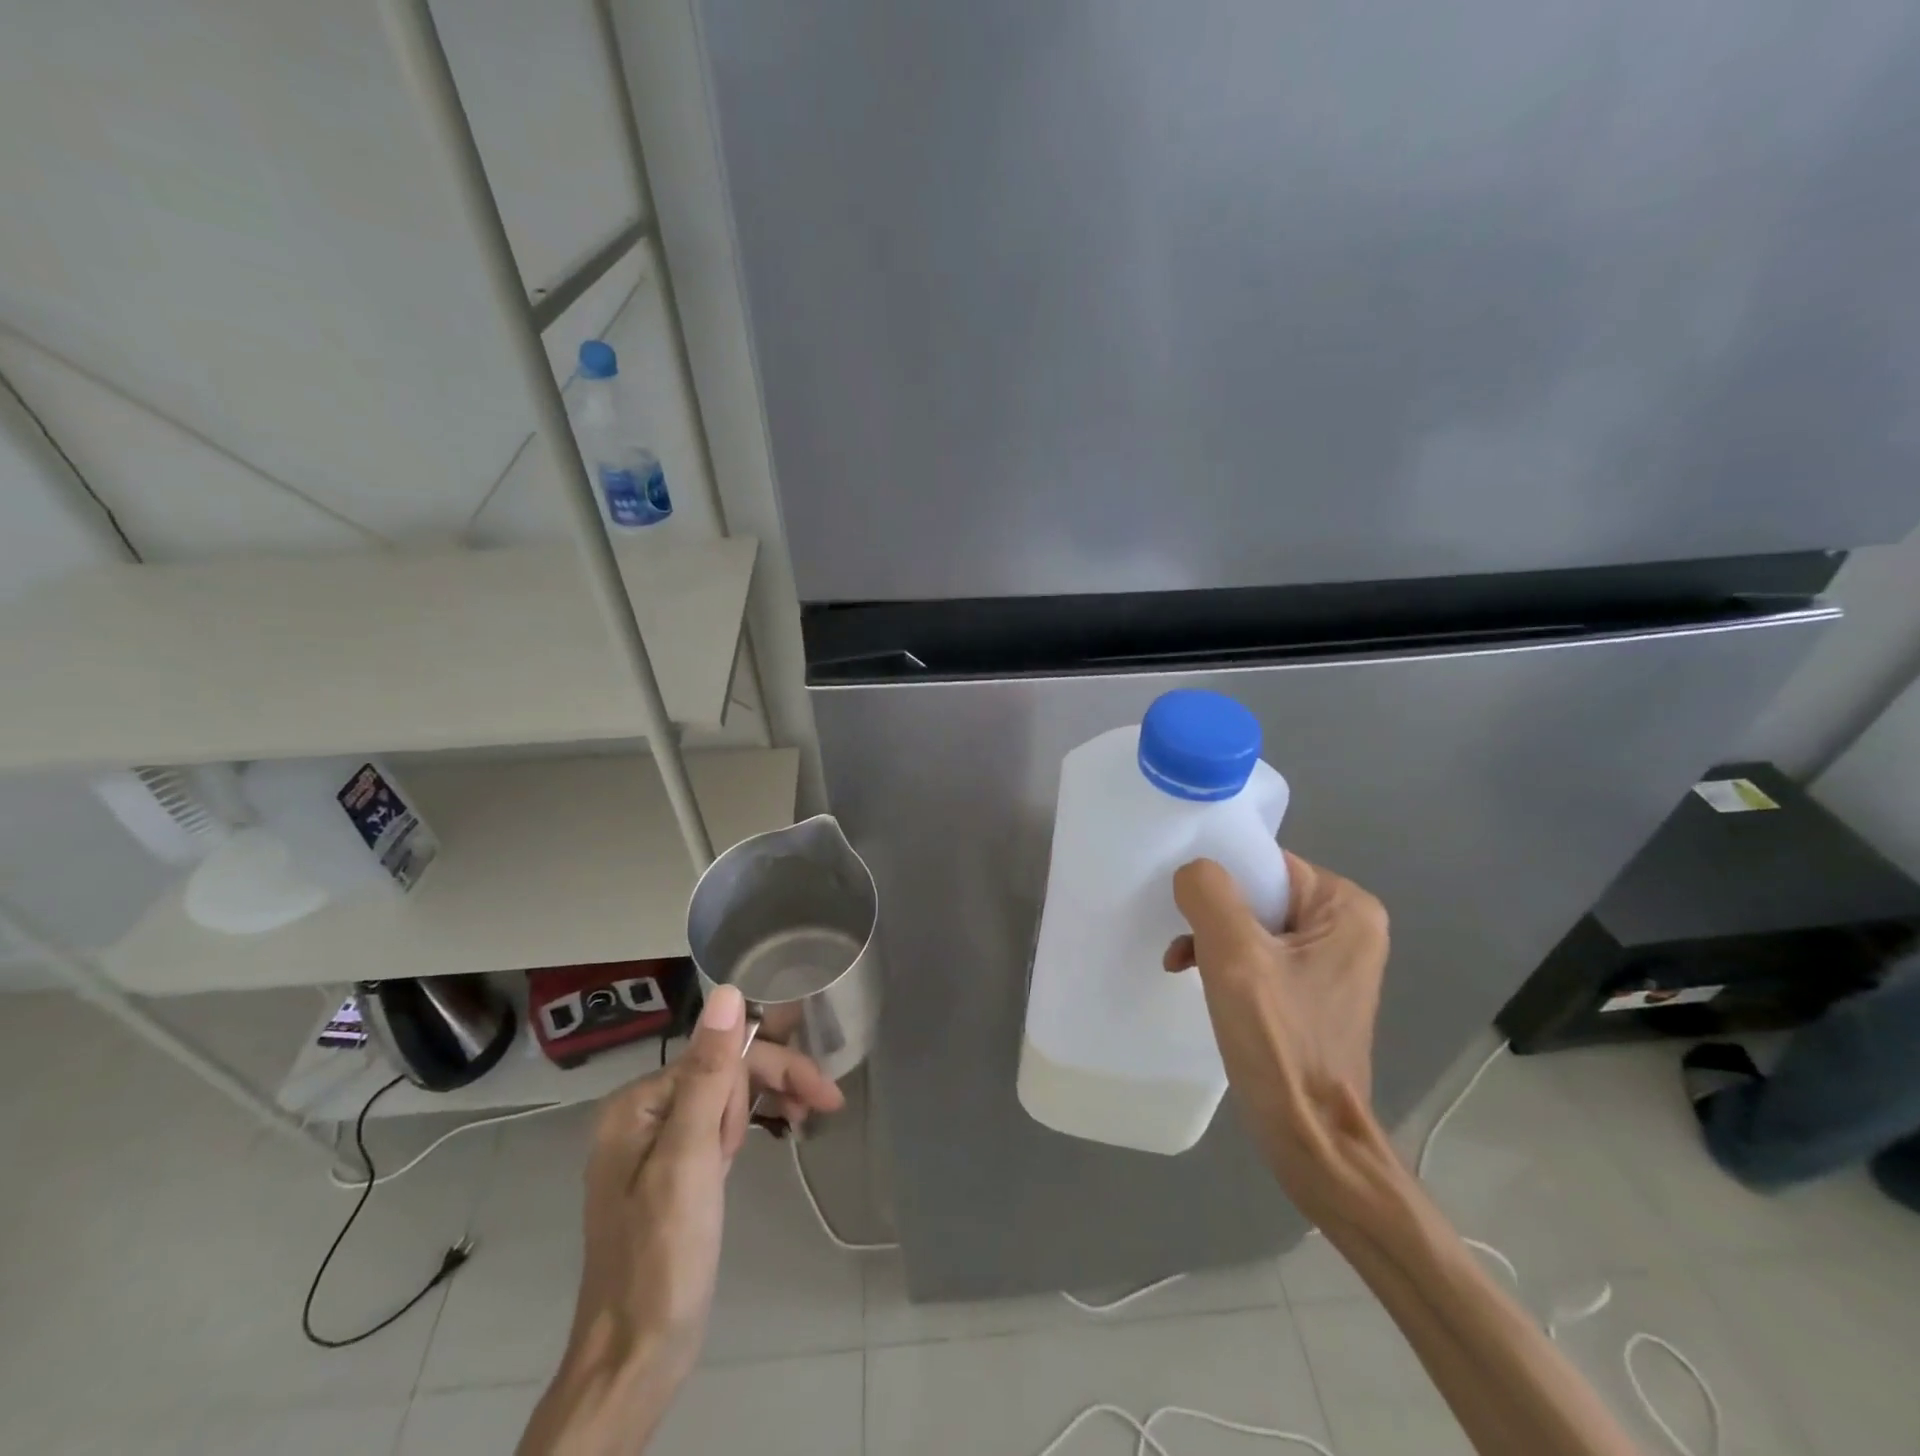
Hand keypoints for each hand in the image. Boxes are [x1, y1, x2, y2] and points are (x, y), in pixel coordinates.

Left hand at [518, 986, 843, 1454]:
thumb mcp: (689, 1157)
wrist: (635, 1356)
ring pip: (727, 1096)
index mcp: (639, 1102)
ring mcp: (657, 1144)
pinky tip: (776, 1130)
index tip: (823, 1092)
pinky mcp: (674, 1171)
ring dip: (767, 1102)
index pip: (722, 1056)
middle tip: (826, 1103)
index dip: (774, 1068)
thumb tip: (728, 992)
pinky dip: (750, 1125)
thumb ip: (710, 1072)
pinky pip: (719, 1126)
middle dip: (775, 1083)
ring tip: (805, 1119)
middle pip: (724, 1072)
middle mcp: (644, 1113)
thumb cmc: (663, 1254)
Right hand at [1165, 853, 1389, 1221]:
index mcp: (1345, 907)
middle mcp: (1347, 925)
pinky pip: (1258, 953)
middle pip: (1257, 893)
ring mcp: (1330, 960)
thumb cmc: (1279, 1041)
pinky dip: (1225, 962)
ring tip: (1183, 962)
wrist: (1310, 1138)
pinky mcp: (1311, 990)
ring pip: (1251, 923)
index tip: (1182, 899)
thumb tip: (1192, 871)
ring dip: (1212, 939)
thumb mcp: (1235, 956)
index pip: (1265, 863)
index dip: (1219, 876)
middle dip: (1212, 914)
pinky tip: (1197, 977)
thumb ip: (1209, 893)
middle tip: (1182, 938)